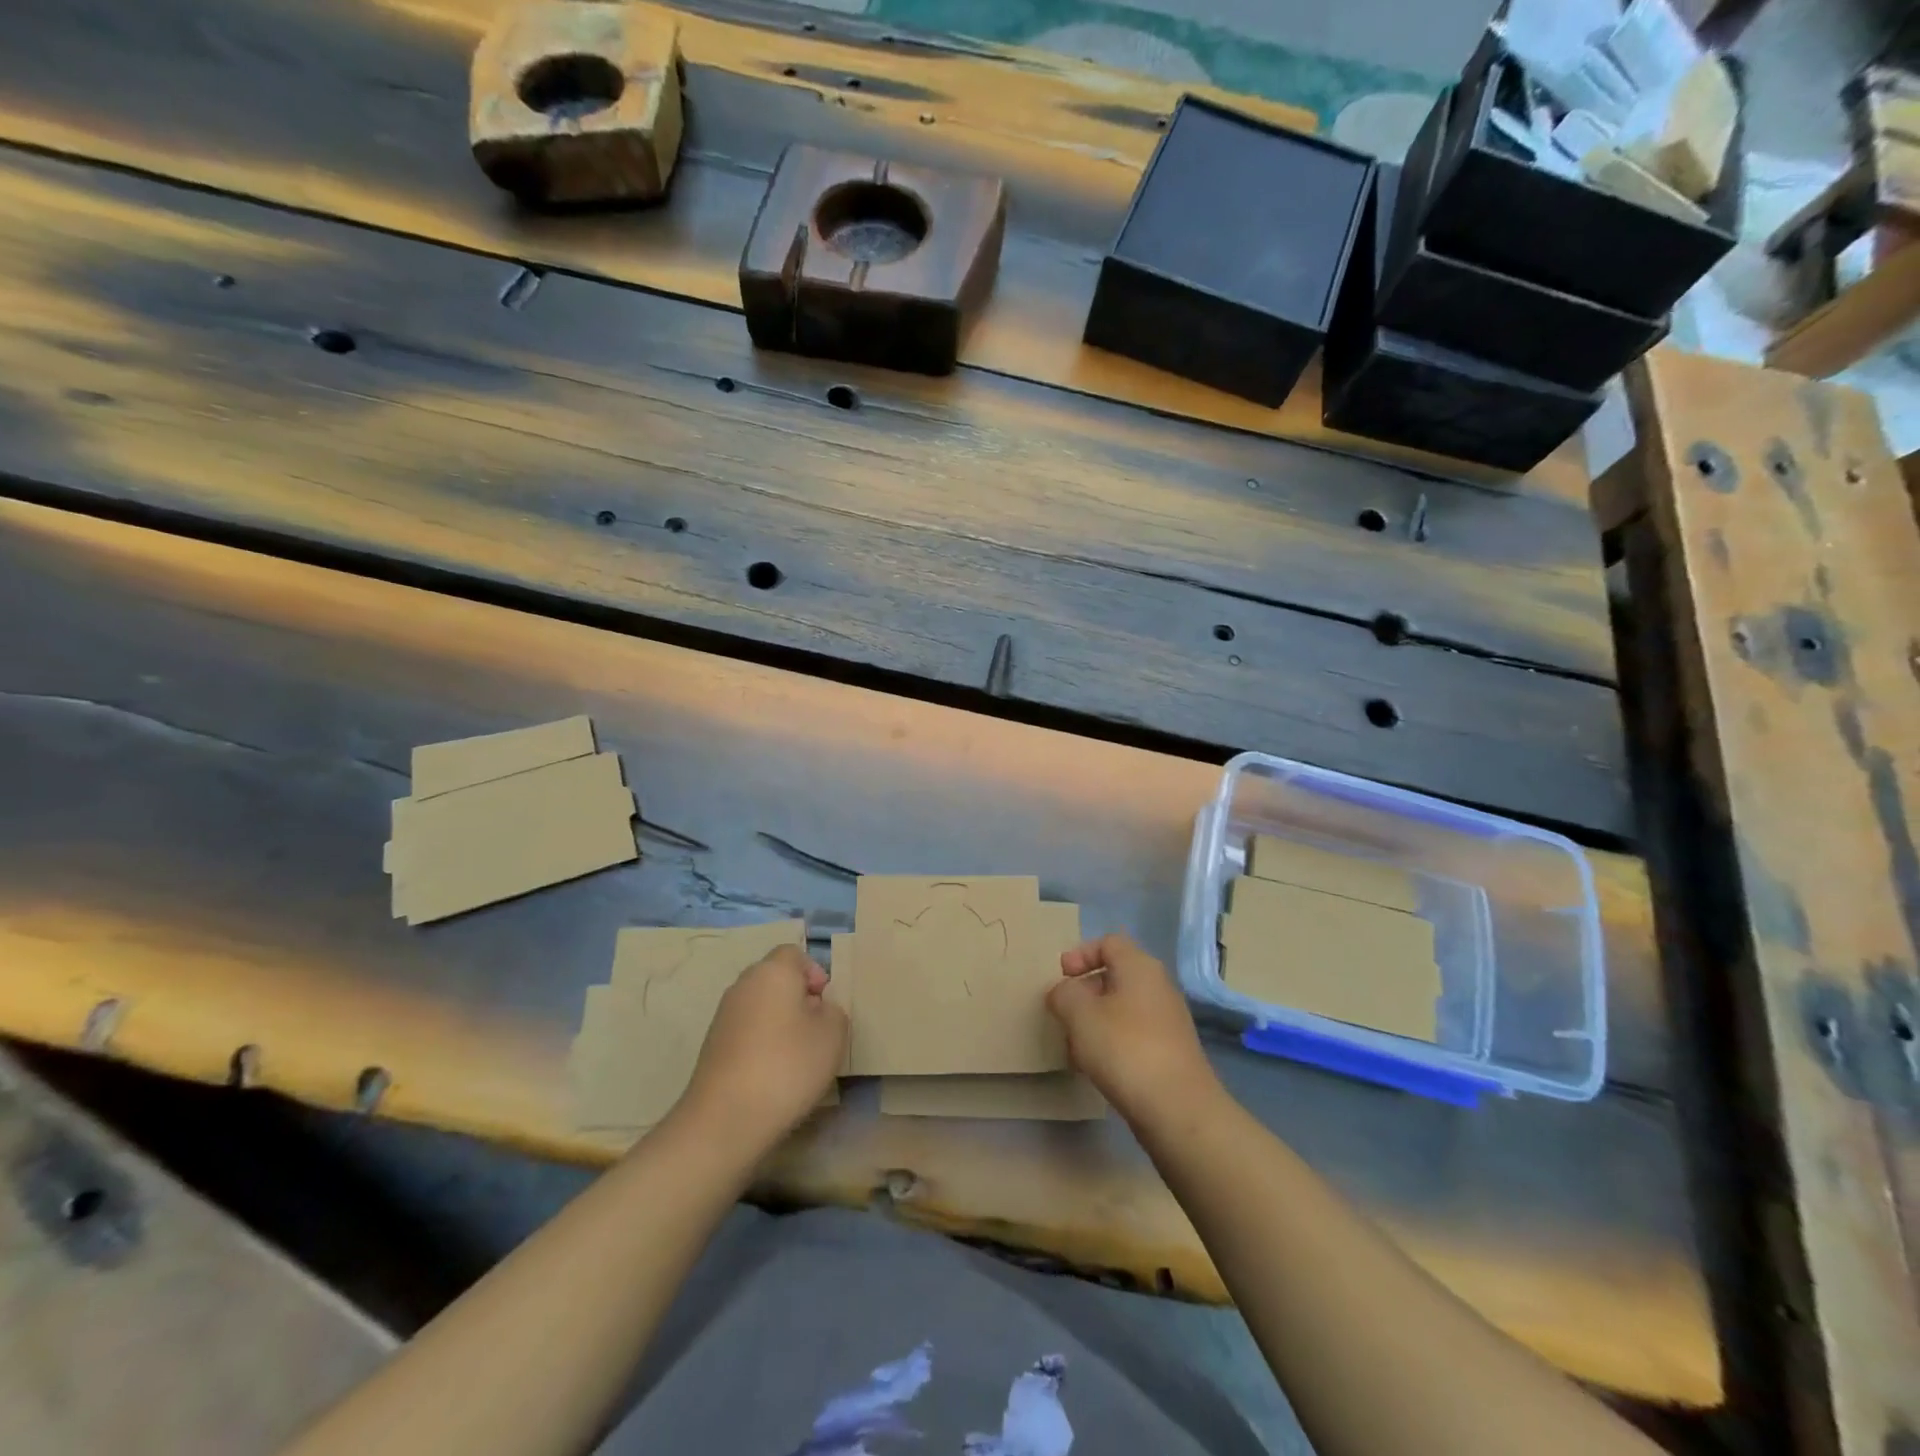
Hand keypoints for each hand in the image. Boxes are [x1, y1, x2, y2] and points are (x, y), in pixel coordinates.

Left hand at [679, 945, 847, 1150]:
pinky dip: (760, 1044)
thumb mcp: (833, 1035)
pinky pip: (746, 1031)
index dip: (814, 973)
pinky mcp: (711, 1046)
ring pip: (760, 1006)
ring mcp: (723, 1016)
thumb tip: (817, 1009)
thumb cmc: (787, 1066)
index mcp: (772, 972)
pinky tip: (771, 1075)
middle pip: (776, 979)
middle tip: (816, 1031)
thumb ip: (833, 1011)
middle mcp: (743, 985)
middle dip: (798, 999)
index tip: (825, 1005)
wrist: (725, 1119)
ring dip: (779, 1023)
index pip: (794, 953)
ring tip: (796, 1058)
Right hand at [1047, 934, 1217, 1122]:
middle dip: (1085, 991)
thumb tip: (1064, 991)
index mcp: (1139, 967)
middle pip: (1115, 975)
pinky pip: (1133, 1034)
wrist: (1178, 1109)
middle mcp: (1158, 986)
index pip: (1108, 942)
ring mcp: (1167, 1020)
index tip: (1061, 977)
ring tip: (1074, 1045)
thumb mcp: (1080, 1015)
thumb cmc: (1125, 1049)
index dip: (1081, 954)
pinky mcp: (1170, 1052)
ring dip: (1095, 1021)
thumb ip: (1064, 994)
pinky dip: (1111, 1042)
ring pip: (1122, 1008)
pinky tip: (1096, 1067)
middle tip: (1063, 1012)